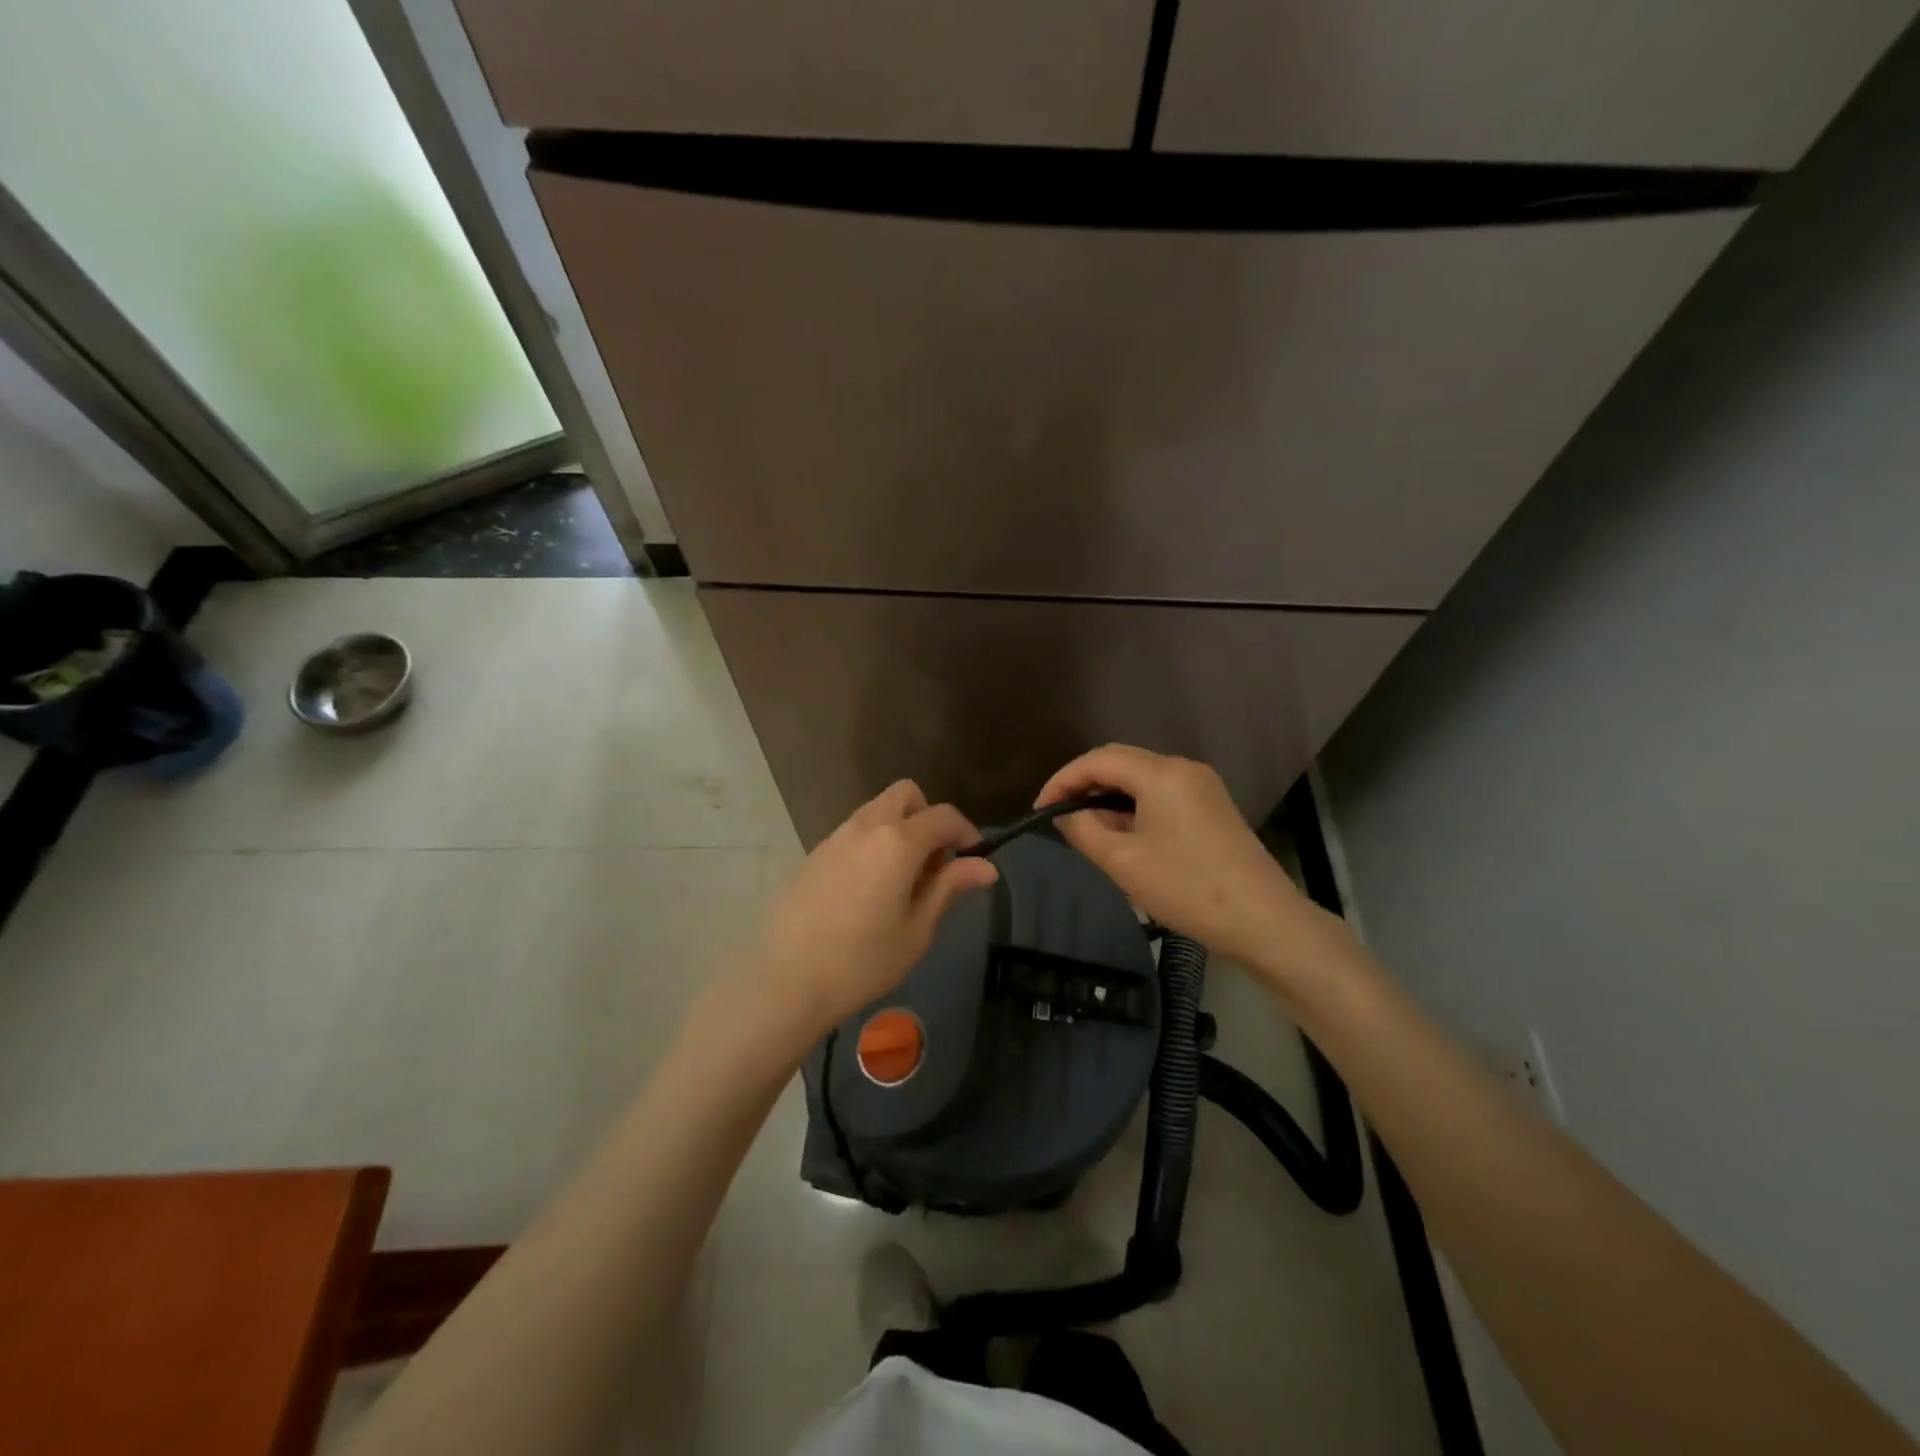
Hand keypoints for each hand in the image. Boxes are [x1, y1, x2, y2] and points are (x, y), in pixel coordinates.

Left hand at [749, 781, 998, 1037]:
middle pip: (906, 795)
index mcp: (898, 841)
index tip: (973, 860)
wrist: (785, 981)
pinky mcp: (813, 855)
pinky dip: (872, 844)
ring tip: (902, 881)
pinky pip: (853, 833)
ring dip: (899, 829)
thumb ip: (950, 887)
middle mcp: (865, 827)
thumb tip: (986, 866)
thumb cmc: (862, 961)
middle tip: (934, 864)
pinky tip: (867, 891)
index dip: (966, 832)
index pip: (943, 816)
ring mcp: (834, 838)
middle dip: (928, 818)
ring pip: (876, 811)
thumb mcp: (917, 929)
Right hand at [1037, 745, 1340, 982]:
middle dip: (1084, 785)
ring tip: (1086, 830)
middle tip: (1058, 816)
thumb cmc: (1187, 888)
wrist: (1264, 921)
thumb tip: (1065, 813)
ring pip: (1141, 779)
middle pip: (1121, 762)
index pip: (1098, 760)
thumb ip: (1084, 830)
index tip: (1039, 808)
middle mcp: (1183, 768)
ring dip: (1109, 798)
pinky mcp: (1212, 806)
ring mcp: (1202, 786)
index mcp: (1161, 774)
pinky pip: (1161, 794)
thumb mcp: (1123, 862)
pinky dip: (1134, 807)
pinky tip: (1123, 835)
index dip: (1063, 779)